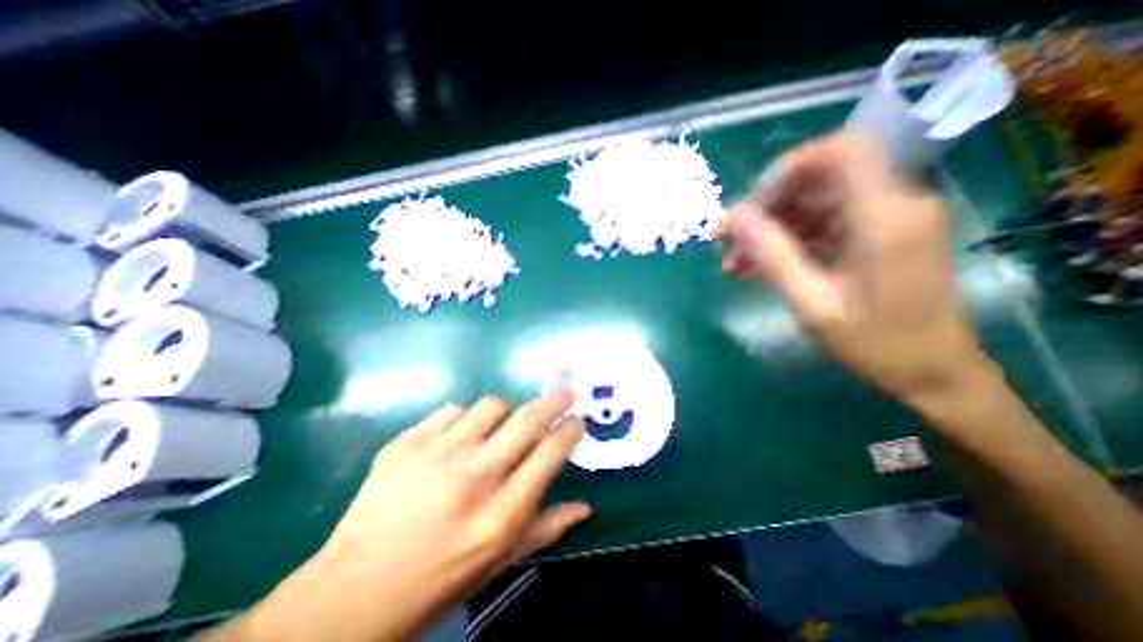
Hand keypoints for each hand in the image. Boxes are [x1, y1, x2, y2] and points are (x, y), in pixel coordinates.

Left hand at [246, 390, 593, 641]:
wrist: (351, 593)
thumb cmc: (437, 581)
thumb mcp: (498, 563)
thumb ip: (545, 530)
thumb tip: (585, 507)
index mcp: (500, 514)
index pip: (549, 454)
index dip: (569, 430)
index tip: (576, 419)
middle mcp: (474, 477)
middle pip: (527, 420)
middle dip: (552, 401)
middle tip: (563, 392)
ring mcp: (436, 455)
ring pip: (490, 405)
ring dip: (504, 411)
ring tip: (499, 425)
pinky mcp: (406, 443)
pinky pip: (451, 410)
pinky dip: (463, 418)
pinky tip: (457, 437)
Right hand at [716, 131, 988, 411]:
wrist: (932, 375)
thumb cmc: (876, 345)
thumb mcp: (813, 303)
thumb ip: (773, 256)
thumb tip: (736, 219)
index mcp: (885, 216)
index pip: (839, 152)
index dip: (786, 169)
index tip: (749, 206)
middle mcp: (891, 205)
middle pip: (816, 181)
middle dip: (764, 210)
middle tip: (727, 244)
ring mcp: (884, 220)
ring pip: (812, 205)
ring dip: (769, 230)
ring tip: (735, 264)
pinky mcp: (875, 236)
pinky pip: (822, 226)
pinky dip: (786, 243)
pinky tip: (756, 269)